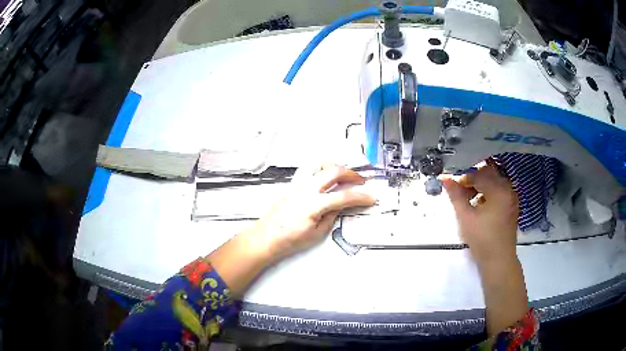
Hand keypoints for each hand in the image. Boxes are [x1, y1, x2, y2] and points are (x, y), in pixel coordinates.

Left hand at [246, 163, 376, 261]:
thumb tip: (340, 206)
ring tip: (344, 174)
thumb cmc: (288, 240)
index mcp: (313, 205)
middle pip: (333, 172)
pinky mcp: (292, 185)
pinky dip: (322, 170)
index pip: (344, 197)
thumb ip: (331, 217)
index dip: (361, 197)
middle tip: (361, 181)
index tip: (370, 197)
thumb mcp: (316, 234)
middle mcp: (305, 190)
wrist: (266, 237)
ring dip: (336, 167)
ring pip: (319, 165)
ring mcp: (297, 185)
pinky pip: (309, 171)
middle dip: (351, 174)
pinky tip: (326, 177)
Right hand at [443, 161, 527, 335]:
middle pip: (488, 173)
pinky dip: (488, 192)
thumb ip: (456, 196)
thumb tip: (445, 179)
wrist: (499, 260)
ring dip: (480, 185)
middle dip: (473, 179)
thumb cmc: (482, 239)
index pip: (478, 175)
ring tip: (469, 199)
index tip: (451, 186)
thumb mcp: (465, 217)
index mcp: (499, 190)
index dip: (463, 178)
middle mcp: (508, 188)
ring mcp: (512, 196)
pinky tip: (480, 204)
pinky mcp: (512, 204)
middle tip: (460, 191)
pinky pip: (499, 190)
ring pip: (494, 181)